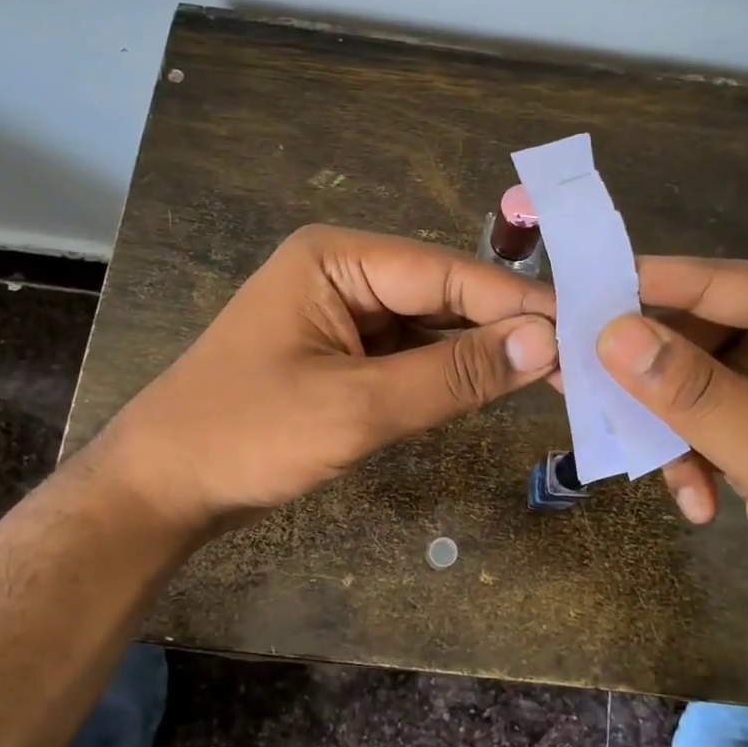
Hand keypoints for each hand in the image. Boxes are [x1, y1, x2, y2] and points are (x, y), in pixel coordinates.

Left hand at [89, 225, 557, 540]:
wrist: (162, 488)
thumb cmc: (247, 436)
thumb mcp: (357, 408)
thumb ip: (453, 375)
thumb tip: (544, 343)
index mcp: (337, 258)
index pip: (447, 273)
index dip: (517, 304)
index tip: (585, 329)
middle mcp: (344, 272)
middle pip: (443, 294)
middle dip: (504, 328)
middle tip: (581, 359)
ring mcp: (342, 313)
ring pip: (430, 326)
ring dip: (482, 352)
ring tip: (555, 374)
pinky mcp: (343, 353)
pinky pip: (409, 354)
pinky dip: (448, 373)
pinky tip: (494, 384)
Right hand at [595, 258, 747, 716]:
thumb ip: (701, 398)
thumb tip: (613, 333)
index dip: (693, 283)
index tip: (614, 279)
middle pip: (738, 330)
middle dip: (673, 355)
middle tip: (601, 356)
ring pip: (714, 378)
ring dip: (675, 415)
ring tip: (637, 439)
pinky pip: (712, 423)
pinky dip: (690, 454)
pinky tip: (693, 500)